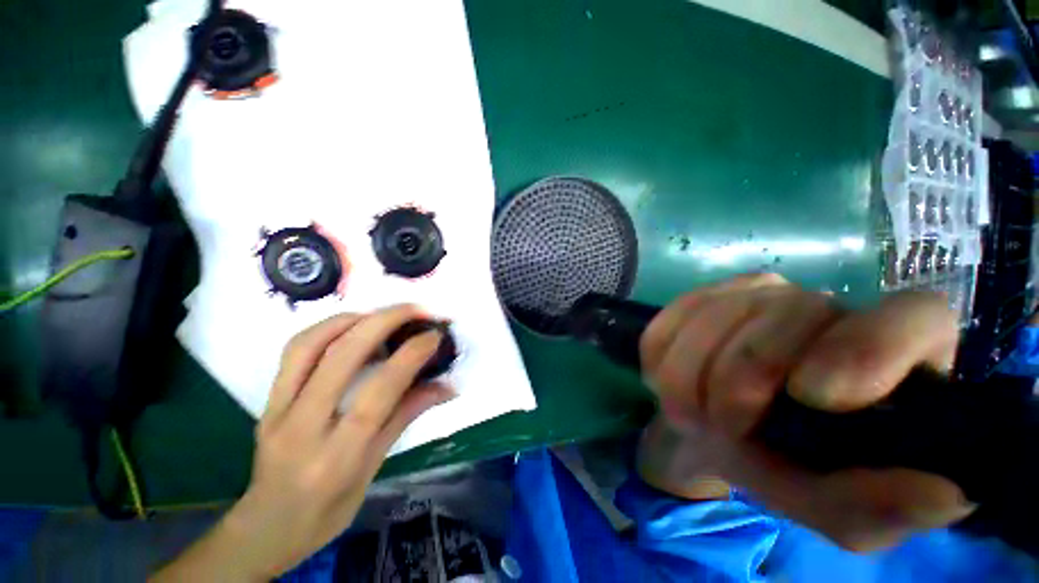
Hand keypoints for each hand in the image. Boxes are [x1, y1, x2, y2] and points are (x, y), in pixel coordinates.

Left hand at [152, 305, 454, 580]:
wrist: (266, 526)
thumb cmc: (328, 508)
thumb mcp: (375, 468)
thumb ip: (407, 416)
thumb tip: (446, 386)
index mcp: (337, 456)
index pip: (377, 393)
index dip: (410, 356)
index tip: (433, 335)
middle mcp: (303, 427)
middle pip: (342, 357)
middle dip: (385, 322)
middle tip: (417, 310)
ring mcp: (278, 409)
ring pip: (311, 345)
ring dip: (354, 318)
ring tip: (387, 312)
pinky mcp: (268, 398)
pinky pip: (295, 350)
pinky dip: (326, 327)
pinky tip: (352, 323)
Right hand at [638, 273, 973, 552]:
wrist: (717, 429)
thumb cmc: (787, 467)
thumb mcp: (836, 509)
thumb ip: (881, 507)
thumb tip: (944, 494)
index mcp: (890, 357)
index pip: (911, 318)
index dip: (868, 348)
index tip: (814, 397)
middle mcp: (827, 307)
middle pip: (786, 314)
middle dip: (737, 380)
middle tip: (716, 427)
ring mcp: (756, 293)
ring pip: (715, 314)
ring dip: (687, 373)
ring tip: (689, 412)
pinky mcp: (702, 296)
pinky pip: (672, 316)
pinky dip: (662, 355)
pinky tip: (669, 380)